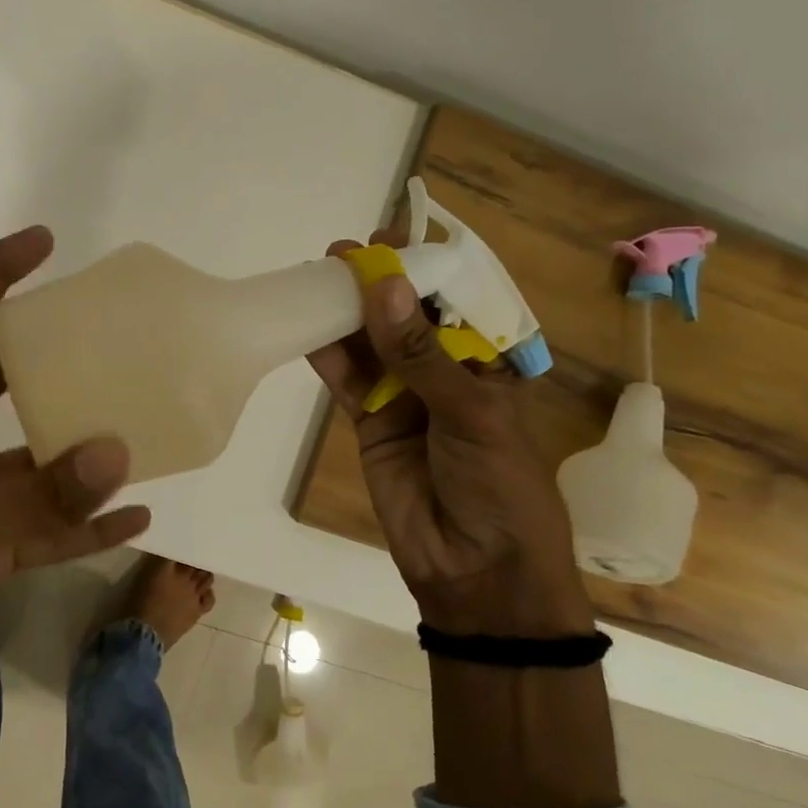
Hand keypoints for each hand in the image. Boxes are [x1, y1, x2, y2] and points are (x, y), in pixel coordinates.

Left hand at [0, 226, 150, 717]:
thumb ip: (43, 495)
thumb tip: (120, 453)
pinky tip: (137, 518)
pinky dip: (88, 523)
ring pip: (38, 458)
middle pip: (7, 381)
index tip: (44, 243)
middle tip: (108, 340)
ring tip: (139, 429)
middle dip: (51, 355)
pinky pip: (50, 527)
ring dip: (83, 449)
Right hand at [307, 231, 591, 637]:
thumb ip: (421, 354)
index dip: (425, 268)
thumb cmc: (500, 484)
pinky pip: (348, 380)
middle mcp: (445, 371)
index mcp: (488, 362)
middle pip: (406, 316)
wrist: (476, 569)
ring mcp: (405, 396)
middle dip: (377, 283)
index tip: (391, 238)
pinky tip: (307, 327)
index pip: (456, 301)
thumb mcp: (471, 413)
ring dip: (347, 312)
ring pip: (372, 343)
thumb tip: (383, 287)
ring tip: (317, 276)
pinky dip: (329, 355)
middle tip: (341, 252)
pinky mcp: (371, 421)